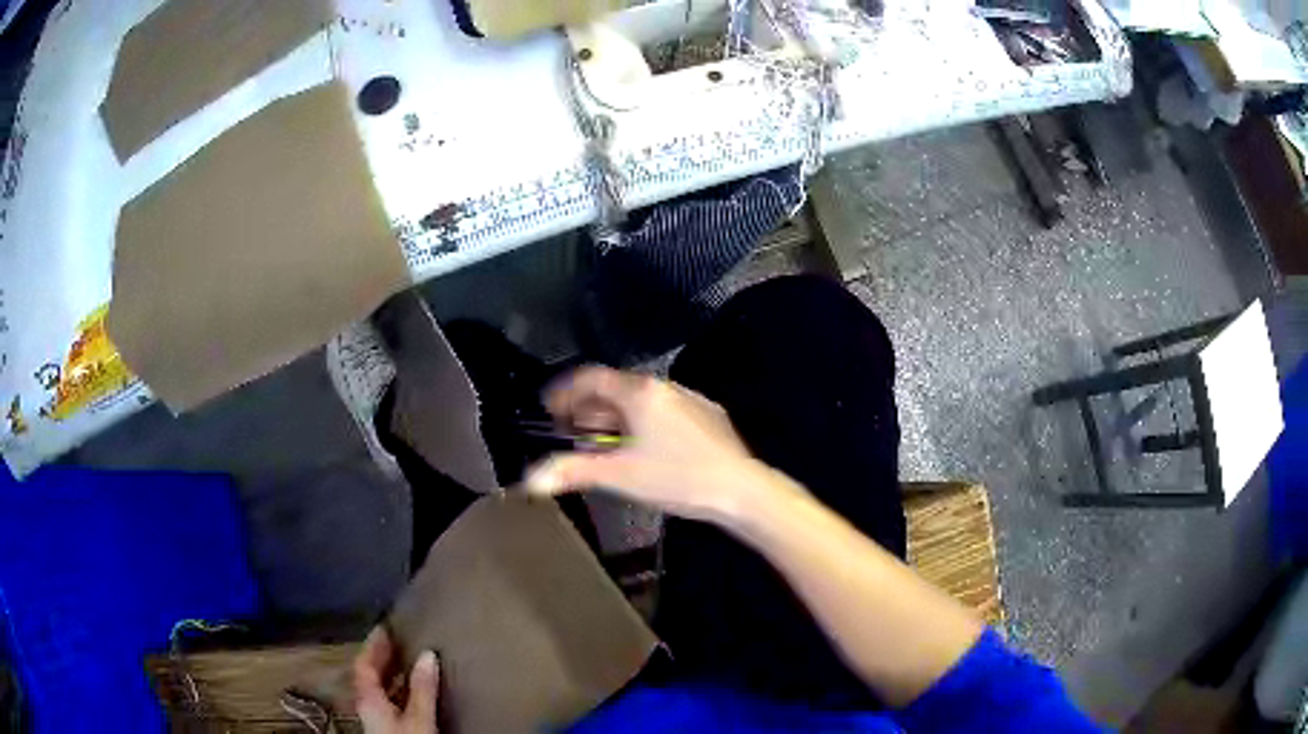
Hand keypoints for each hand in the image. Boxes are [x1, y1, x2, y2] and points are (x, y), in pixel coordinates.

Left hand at [353, 627, 438, 733]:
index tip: (383, 627)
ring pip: (377, 688)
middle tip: (396, 639)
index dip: (372, 644)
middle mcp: (366, 704)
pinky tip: (411, 691)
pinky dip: (396, 689)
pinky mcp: (385, 727)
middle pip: (368, 675)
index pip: (363, 664)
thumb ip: (422, 687)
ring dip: (389, 673)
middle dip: (380, 656)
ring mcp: (374, 717)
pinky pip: (387, 700)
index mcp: (367, 697)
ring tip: (407, 661)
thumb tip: (428, 654)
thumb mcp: (419, 715)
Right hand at [525, 366, 790, 523]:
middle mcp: (664, 387)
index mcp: (640, 392)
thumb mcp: (620, 475)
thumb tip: (530, 480)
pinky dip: (639, 422)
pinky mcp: (707, 416)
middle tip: (568, 429)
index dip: (565, 390)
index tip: (548, 407)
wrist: (741, 489)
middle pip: (615, 388)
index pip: (592, 378)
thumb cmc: (677, 478)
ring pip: (640, 400)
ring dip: (613, 417)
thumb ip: (573, 471)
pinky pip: (662, 410)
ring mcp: (689, 400)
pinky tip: (640, 448)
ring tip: (599, 441)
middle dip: (587, 408)